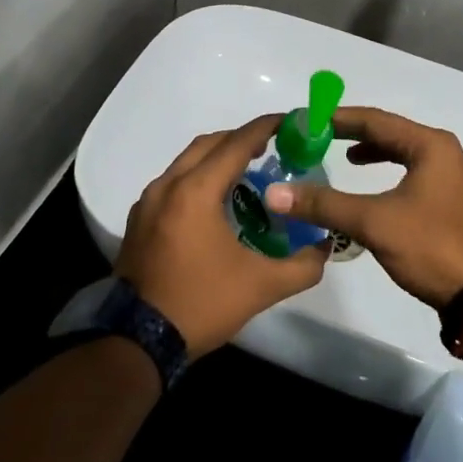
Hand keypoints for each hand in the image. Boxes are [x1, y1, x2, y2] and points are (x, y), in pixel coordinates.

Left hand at [116, 115, 329, 354]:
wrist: (137, 340)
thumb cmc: (201, 303)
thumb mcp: (261, 286)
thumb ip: (302, 265)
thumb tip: (325, 248)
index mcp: (196, 191)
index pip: (236, 143)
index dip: (265, 128)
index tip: (290, 121)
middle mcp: (168, 185)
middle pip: (209, 144)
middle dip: (241, 139)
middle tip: (272, 149)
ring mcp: (148, 202)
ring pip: (186, 162)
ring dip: (217, 158)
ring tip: (246, 174)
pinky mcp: (139, 220)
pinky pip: (172, 182)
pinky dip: (196, 178)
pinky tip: (214, 203)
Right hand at [263, 107, 462, 310]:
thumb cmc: (433, 247)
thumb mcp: (374, 222)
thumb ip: (325, 205)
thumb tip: (275, 193)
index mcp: (428, 145)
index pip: (373, 119)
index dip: (336, 118)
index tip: (305, 120)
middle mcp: (440, 152)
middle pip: (387, 132)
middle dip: (350, 134)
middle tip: (315, 137)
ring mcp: (447, 176)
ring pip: (399, 153)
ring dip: (369, 153)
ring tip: (339, 157)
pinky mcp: (446, 200)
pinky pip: (407, 172)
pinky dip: (384, 173)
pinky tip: (368, 188)